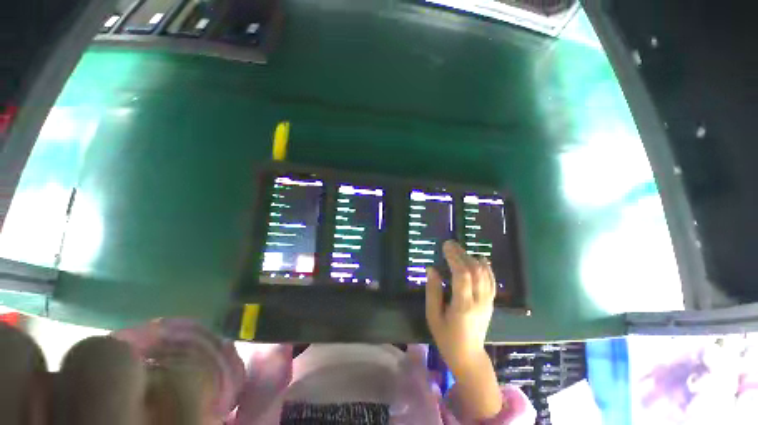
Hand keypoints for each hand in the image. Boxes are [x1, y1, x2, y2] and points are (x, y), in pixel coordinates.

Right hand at [425, 240, 494, 370]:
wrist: (469, 357)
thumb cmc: (446, 338)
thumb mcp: (433, 316)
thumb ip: (433, 292)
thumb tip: (432, 269)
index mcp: (463, 306)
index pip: (462, 275)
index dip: (454, 258)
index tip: (445, 246)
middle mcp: (479, 301)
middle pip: (474, 271)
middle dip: (462, 254)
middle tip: (450, 243)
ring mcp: (488, 302)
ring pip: (484, 274)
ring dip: (472, 258)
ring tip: (460, 250)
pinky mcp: (491, 303)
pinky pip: (492, 281)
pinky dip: (487, 268)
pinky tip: (481, 258)